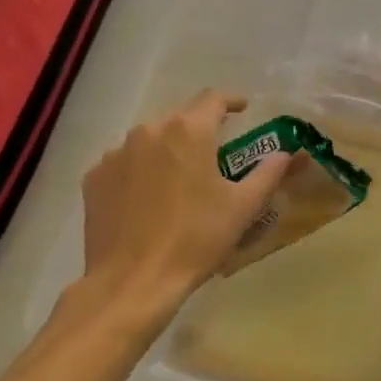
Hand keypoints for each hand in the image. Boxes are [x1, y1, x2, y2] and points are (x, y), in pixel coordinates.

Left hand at [63, 90, 289, 343]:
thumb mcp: (243, 206)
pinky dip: (141, 170)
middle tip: (215, 155)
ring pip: (150, 140)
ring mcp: (115, 154)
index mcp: (188, 131)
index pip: (213, 99)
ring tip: (180, 180)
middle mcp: (148, 131)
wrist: (134, 281)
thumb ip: (268, 172)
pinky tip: (150, 198)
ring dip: (169, 151)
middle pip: (180, 119)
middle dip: (200, 131)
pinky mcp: (93, 178)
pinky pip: (125, 162)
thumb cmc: (196, 238)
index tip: (243, 109)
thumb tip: (286, 154)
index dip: (232, 101)